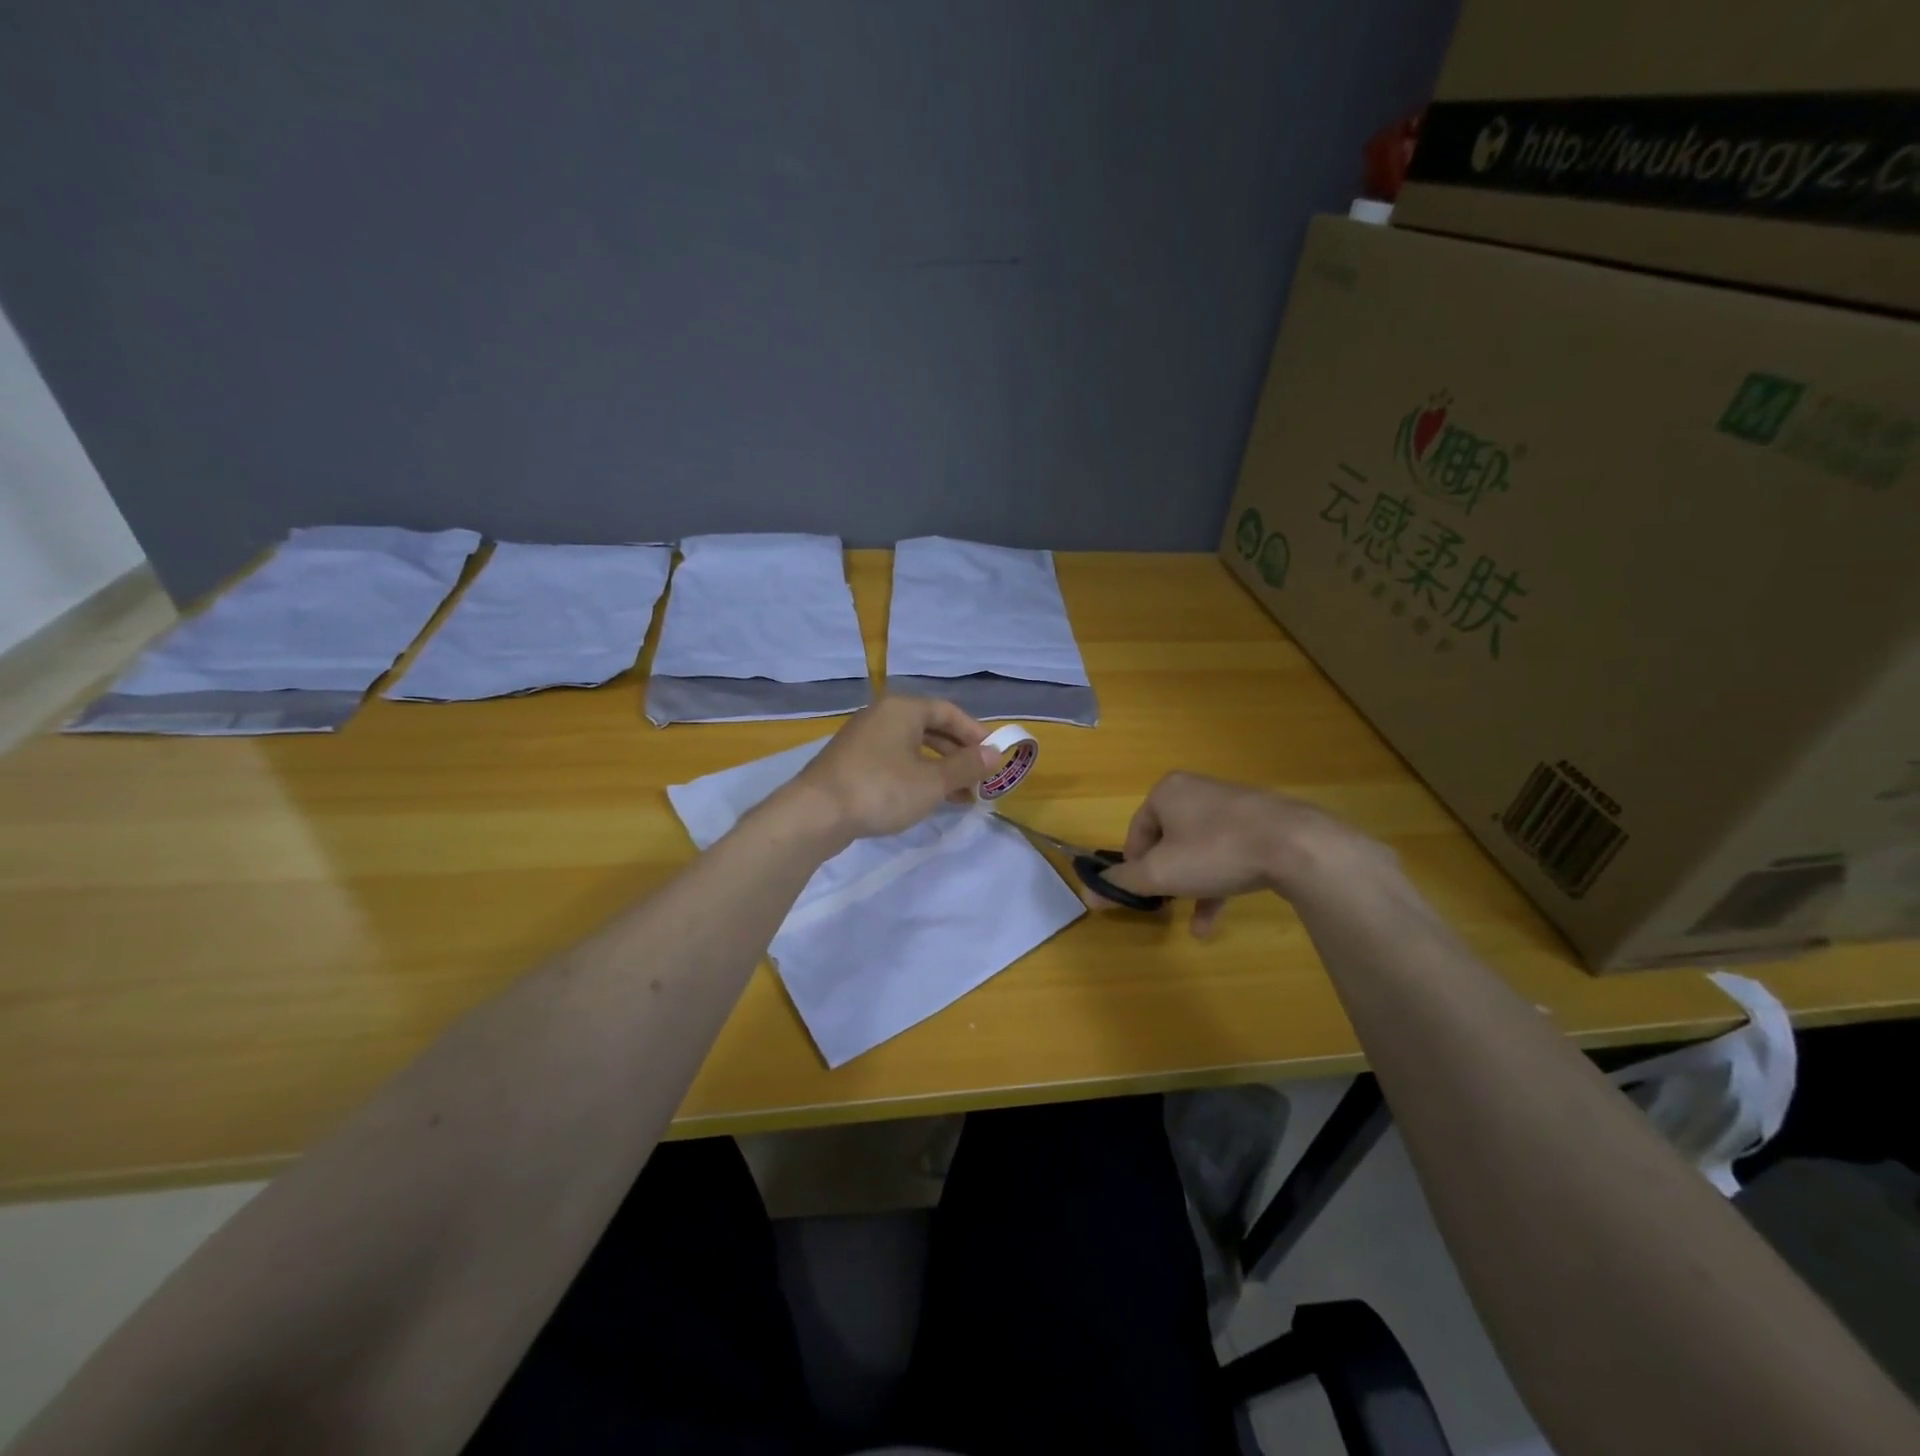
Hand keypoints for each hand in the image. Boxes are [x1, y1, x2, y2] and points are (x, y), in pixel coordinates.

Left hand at [782, 696, 993, 842]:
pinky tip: (927, 800)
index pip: (949, 712)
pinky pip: (894, 761)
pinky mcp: (852, 762)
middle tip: (979, 779)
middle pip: (931, 728)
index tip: (994, 757)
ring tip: (961, 797)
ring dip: (939, 769)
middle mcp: (882, 715)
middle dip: (958, 755)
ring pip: (913, 748)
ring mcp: (864, 738)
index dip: (975, 733)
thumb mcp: (932, 782)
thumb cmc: (881, 790)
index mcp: (903, 709)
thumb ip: (966, 766)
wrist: (816, 813)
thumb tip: (995, 753)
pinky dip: (916, 776)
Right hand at [1100, 772, 1390, 935]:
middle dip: (1165, 877)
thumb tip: (1087, 894)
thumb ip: (1122, 883)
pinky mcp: (1261, 824)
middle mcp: (1196, 791)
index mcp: (1167, 792)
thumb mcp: (1160, 873)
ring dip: (1190, 886)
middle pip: (1166, 841)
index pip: (1136, 832)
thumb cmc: (1215, 851)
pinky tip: (1213, 922)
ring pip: (1198, 850)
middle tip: (1166, 903)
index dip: (1134, 867)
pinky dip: (1216, 884)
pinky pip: (1227, 854)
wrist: (1296, 845)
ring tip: (1190, 920)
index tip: (1142, 894)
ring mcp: (1232, 806)